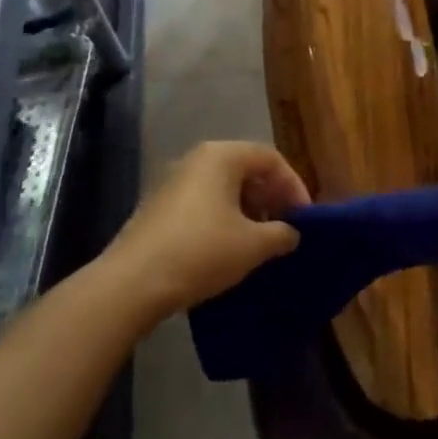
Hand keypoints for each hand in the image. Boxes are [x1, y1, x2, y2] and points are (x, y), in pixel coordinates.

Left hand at [109, 141, 305, 313]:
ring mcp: (173, 182)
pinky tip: (228, 250)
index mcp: (222, 156)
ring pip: (223, 188)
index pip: (270, 158)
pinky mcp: (158, 207)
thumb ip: (281, 234)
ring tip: (260, 243)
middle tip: (285, 228)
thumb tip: (291, 232)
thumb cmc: (201, 251)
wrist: (132, 283)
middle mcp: (196, 159)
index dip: (294, 186)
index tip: (304, 218)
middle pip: (246, 169)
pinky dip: (223, 219)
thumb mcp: (252, 245)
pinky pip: (202, 203)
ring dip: (247, 211)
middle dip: (270, 198)